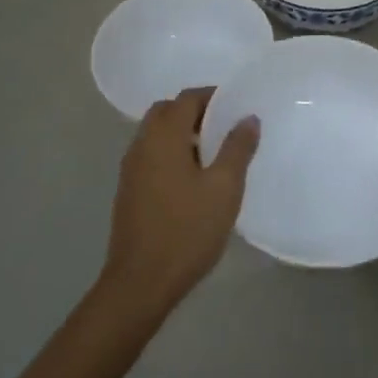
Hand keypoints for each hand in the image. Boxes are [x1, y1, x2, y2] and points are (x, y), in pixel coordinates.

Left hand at [102, 88, 259, 319]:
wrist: (141, 281)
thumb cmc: (188, 229)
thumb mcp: (224, 188)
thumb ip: (238, 148)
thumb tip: (248, 117)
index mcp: (164, 137)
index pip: (187, 98)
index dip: (213, 96)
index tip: (238, 106)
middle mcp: (142, 145)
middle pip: (167, 111)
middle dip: (195, 111)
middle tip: (225, 126)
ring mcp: (131, 169)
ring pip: (156, 134)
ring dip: (182, 132)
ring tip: (214, 152)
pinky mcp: (129, 190)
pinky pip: (151, 154)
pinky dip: (171, 151)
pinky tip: (193, 178)